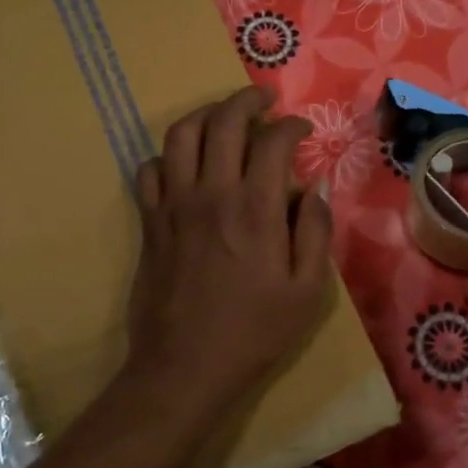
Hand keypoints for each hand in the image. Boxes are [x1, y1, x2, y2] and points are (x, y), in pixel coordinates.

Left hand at [122, 86, 333, 421]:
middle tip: (264, 99)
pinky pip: (150, 169)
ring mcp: (174, 205)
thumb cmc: (254, 333)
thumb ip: (316, 232)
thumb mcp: (308, 291)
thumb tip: (317, 188)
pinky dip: (168, 156)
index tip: (302, 131)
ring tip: (224, 117)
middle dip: (247, 100)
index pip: (273, 141)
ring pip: (181, 135)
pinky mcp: (150, 222)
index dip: (291, 126)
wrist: (185, 368)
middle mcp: (212, 194)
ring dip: (205, 114)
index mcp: (256, 209)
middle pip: (224, 121)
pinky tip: (185, 163)